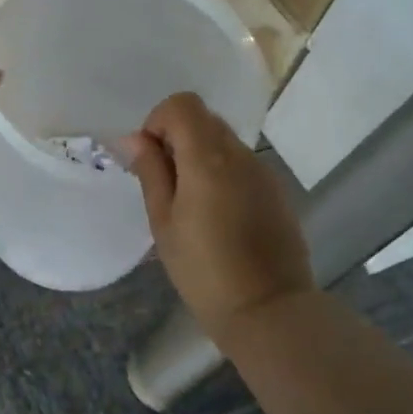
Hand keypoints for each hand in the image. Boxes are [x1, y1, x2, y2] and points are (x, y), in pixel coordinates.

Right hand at [123, 93, 315, 338]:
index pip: (182, 104)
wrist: (268, 309)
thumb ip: (151, 172)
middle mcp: (240, 154)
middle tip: (165, 184)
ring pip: (223, 141)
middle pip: (204, 119)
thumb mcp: (163, 221)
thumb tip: (136, 139)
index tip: (150, 159)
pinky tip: (217, 216)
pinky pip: (241, 164)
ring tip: (190, 204)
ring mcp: (263, 171)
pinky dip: (221, 173)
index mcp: (208, 157)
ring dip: (199, 157)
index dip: (158, 122)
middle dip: (177, 138)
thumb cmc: (203, 270)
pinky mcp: (276, 191)